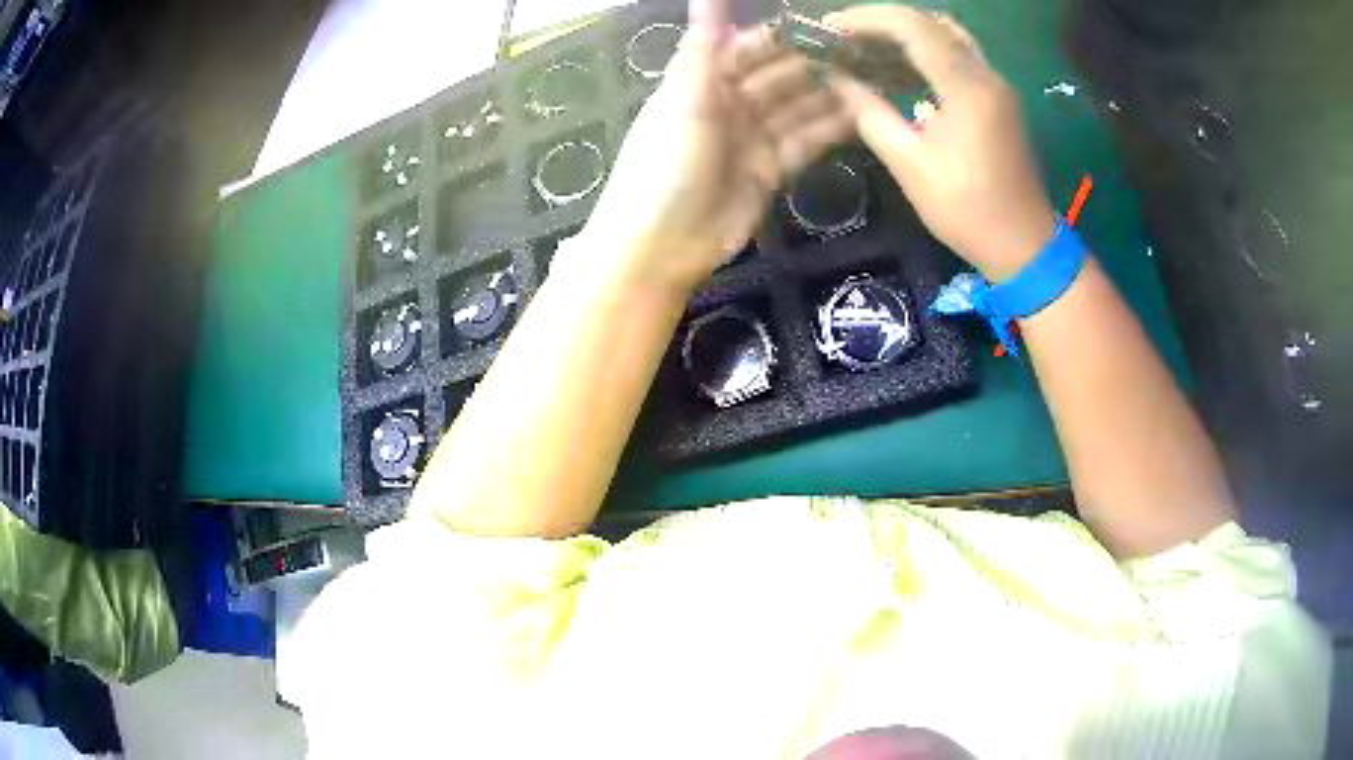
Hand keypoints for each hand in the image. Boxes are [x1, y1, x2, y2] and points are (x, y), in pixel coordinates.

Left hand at [578, 0, 851, 294]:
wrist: (661, 245)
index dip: (787, 34)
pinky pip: (805, 143)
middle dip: (818, 63)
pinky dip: (831, 130)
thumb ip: (705, 45)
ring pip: (799, 108)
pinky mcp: (771, 172)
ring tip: (875, 78)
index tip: (830, 23)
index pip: (751, 47)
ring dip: (831, 94)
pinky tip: (863, 115)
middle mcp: (730, 105)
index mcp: (703, 81)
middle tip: (866, 51)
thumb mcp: (685, 98)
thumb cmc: (664, 164)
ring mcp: (753, 139)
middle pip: (781, 76)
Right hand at [825, 6, 1057, 280]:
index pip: (912, 26)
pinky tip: (901, 70)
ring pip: (949, 35)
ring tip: (867, 48)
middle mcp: (987, 75)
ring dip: (907, 34)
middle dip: (884, 22)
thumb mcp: (910, 165)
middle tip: (845, 37)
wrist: (1025, 246)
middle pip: (931, 22)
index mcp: (967, 88)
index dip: (866, 19)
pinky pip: (960, 56)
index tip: (828, 28)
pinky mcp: (1000, 99)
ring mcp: (998, 86)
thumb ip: (870, 114)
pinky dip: (927, 51)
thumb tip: (837, 80)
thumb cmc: (967, 211)